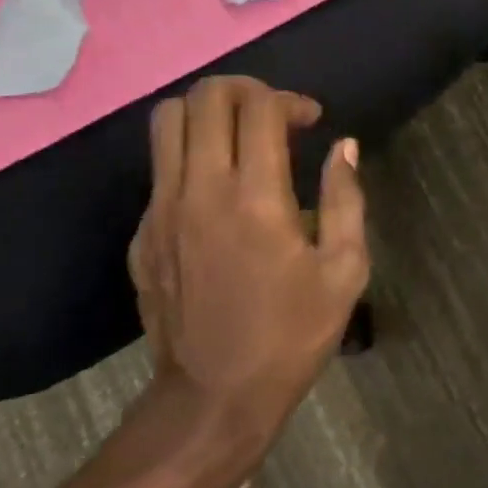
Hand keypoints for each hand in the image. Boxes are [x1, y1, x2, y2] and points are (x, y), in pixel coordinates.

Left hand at [128, 77, 368, 446]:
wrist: (213, 398)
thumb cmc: (290, 335)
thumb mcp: (344, 272)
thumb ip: (345, 199)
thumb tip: (344, 146)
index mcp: (256, 197)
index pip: (259, 106)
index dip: (290, 99)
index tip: (310, 121)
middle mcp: (201, 189)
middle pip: (205, 97)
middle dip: (244, 89)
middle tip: (271, 114)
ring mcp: (161, 209)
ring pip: (167, 121)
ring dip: (207, 112)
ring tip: (237, 136)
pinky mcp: (141, 232)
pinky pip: (159, 167)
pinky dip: (189, 156)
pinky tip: (216, 191)